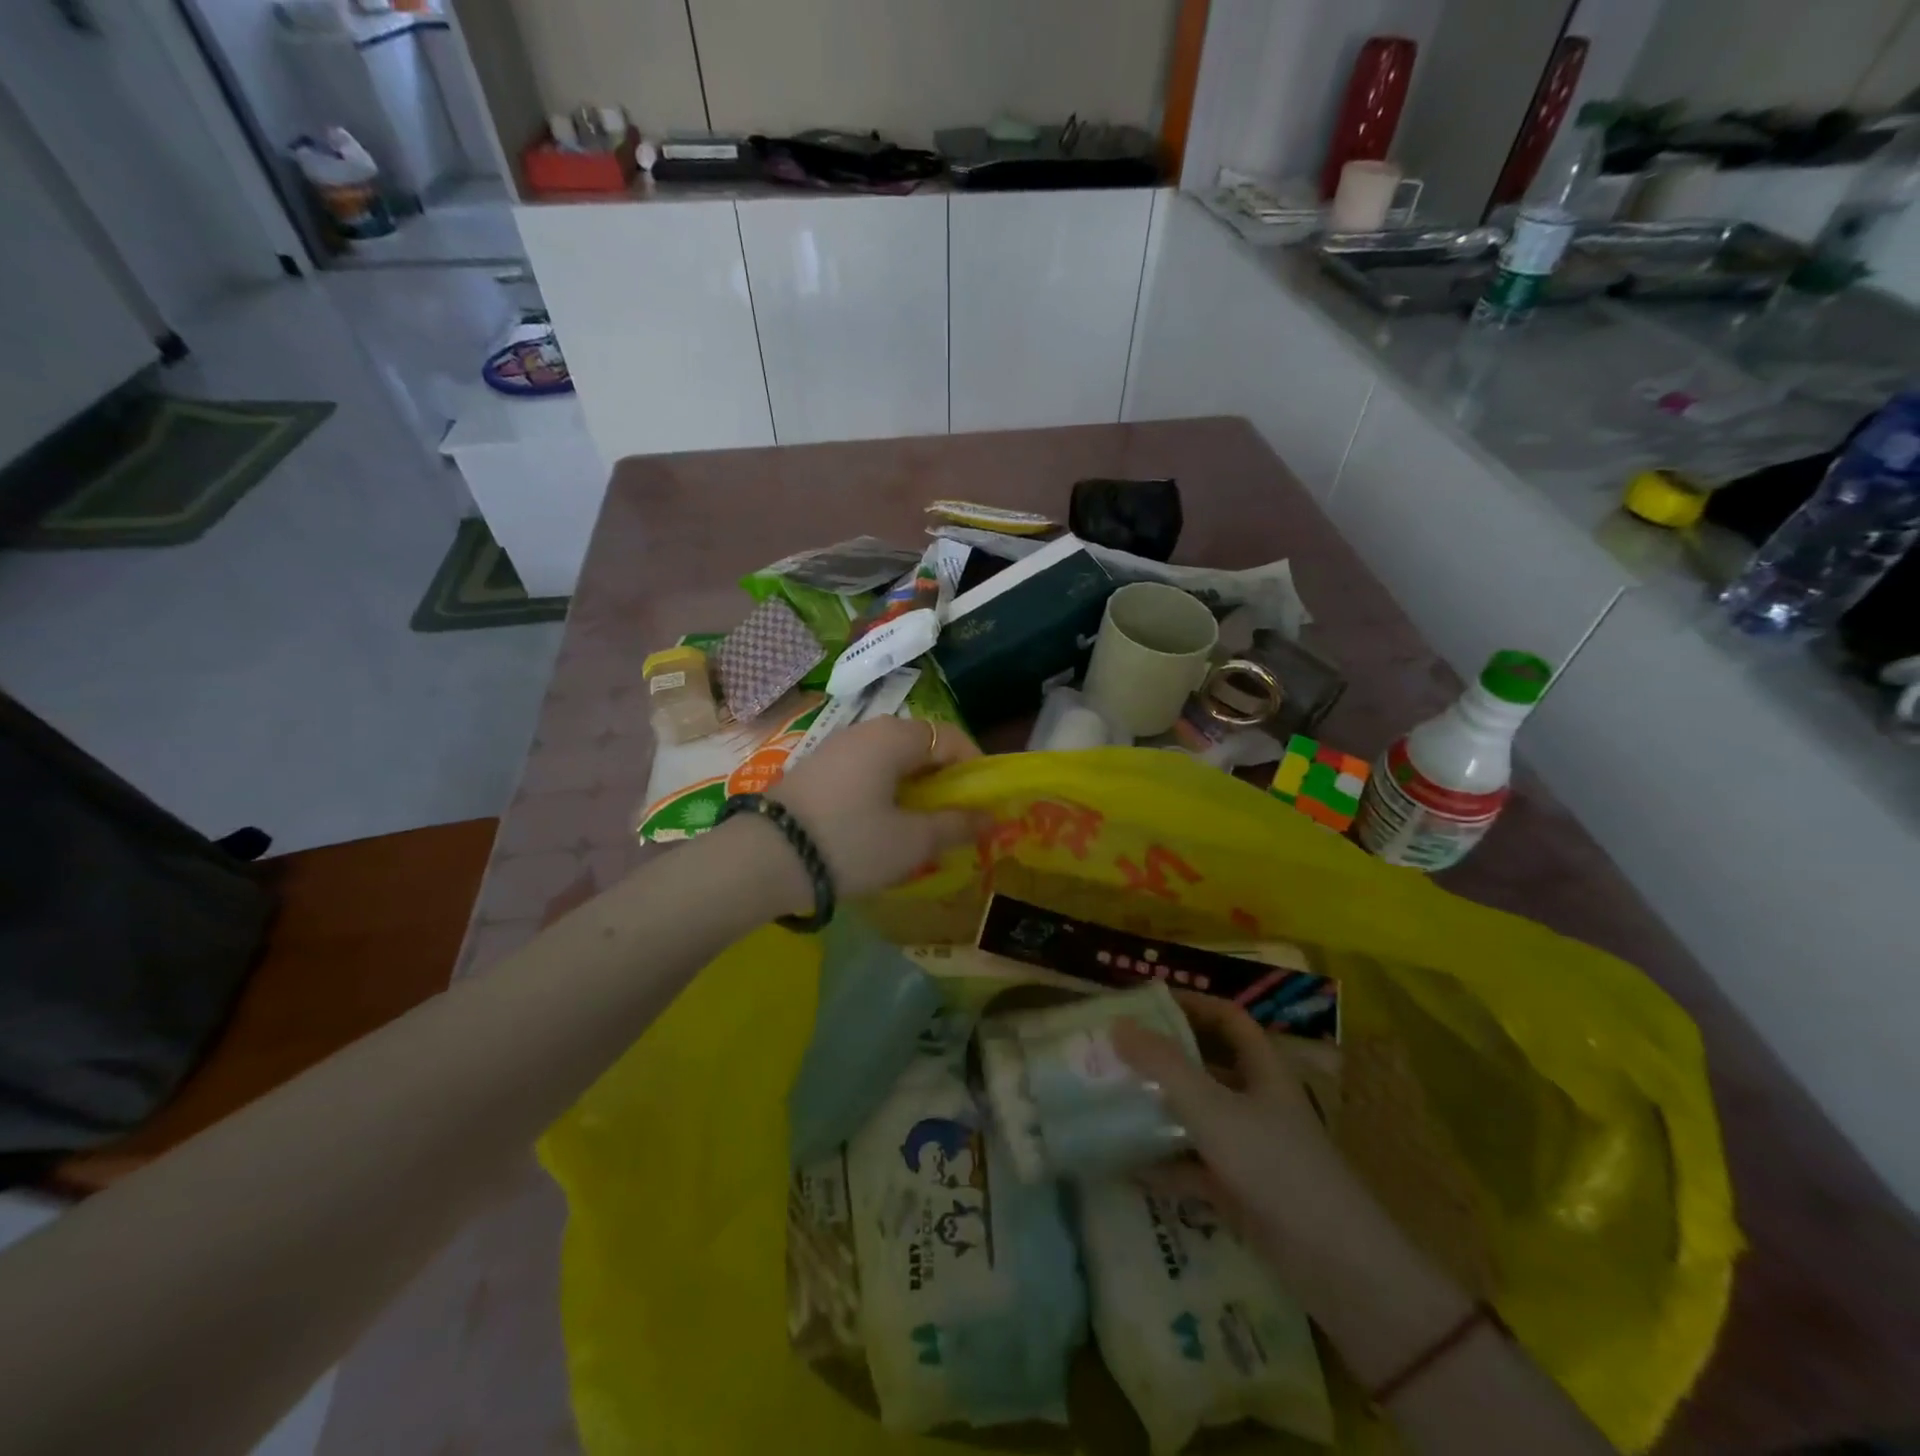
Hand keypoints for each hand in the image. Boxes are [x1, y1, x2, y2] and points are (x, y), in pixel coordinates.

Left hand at [769, 717, 987, 898]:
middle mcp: (865, 730)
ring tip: (918, 823)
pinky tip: (878, 823)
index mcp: (894, 737)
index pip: (950, 737)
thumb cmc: (850, 843)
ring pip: (889, 758)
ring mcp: (835, 747)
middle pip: (919, 745)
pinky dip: (883, 789)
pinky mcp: (814, 768)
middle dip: (943, 778)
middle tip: (953, 816)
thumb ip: (955, 825)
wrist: (763, 859)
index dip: (975, 766)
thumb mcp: (911, 842)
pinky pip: (863, 770)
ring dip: (912, 785)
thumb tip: (990, 818)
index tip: (984, 801)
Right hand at [1112, 992, 1376, 1272]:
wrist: (1337, 1267)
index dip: (1193, 1004)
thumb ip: (1164, 1066)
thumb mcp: (1213, 1109)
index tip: (1147, 1002)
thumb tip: (1118, 1024)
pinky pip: (1195, 1165)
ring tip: (1112, 1099)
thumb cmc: (1275, 1166)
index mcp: (1262, 1069)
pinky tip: (1128, 1165)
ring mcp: (1251, 1147)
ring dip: (1161, 1108)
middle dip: (1165, 1056)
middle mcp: (1257, 1101)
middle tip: (1117, 1050)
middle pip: (1208, 1064)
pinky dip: (1166, 1162)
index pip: (1228, 1019)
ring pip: (1199, 1115)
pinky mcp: (1242, 1190)